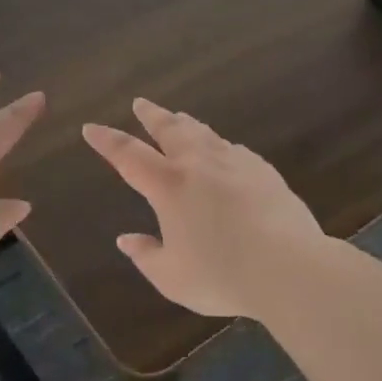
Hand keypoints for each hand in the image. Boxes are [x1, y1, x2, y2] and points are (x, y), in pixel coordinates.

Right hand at [82, 98, 330, 320]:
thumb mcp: (172, 277)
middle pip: (169, 129)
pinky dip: (219, 145)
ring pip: (204, 133)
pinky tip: (224, 150)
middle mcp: (198, 165)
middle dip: (151, 115)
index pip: (128, 155)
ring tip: (179, 118)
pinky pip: (234, 150)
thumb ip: (146, 256)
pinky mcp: (263, 171)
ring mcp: (234, 163)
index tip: (91, 127)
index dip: (107, 140)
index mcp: (169, 186)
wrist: (290, 267)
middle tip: (140, 103)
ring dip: (186, 124)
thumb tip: (126, 239)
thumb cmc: (223, 275)